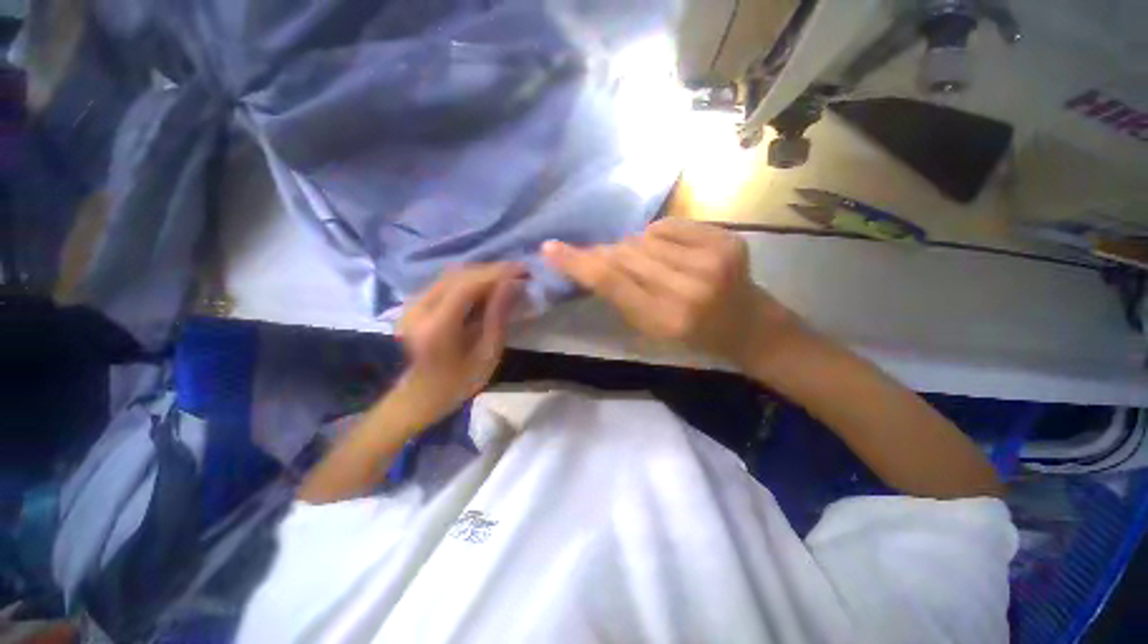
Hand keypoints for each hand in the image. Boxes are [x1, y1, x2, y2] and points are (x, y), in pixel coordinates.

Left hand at [395, 263, 524, 425]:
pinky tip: (488, 284)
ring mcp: (413, 303)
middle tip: (520, 272)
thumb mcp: (487, 353)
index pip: (468, 286)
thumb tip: (514, 284)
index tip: (523, 270)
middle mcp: (419, 308)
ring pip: (452, 274)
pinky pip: (447, 281)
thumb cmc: (459, 381)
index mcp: (437, 327)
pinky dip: (470, 279)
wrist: (420, 395)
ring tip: (508, 277)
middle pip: (459, 275)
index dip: (497, 273)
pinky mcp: (415, 302)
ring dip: (482, 273)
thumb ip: (498, 316)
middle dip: (492, 270)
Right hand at [542, 219, 799, 366]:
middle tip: (603, 257)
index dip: (577, 263)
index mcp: (666, 320)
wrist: (748, 325)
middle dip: (607, 254)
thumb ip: (619, 296)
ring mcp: (712, 260)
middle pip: (625, 254)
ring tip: (647, 262)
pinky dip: (659, 235)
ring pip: (645, 237)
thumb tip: (593, 259)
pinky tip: (668, 251)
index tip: (551, 248)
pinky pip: (669, 225)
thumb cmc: (692, 337)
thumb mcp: (649, 329)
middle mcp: (689, 288)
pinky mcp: (726, 240)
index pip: (611, 282)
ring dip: (634, 247)